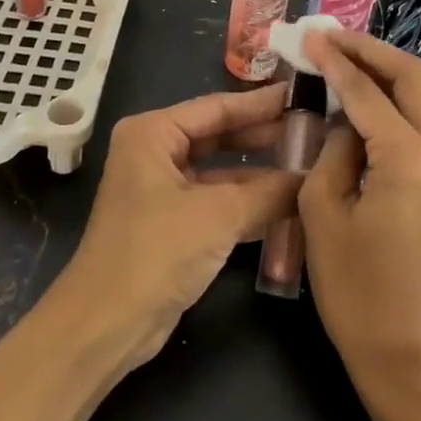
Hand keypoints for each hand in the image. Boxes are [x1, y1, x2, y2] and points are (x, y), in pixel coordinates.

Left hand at [59, 83, 300, 369]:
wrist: (106, 326)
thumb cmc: (156, 252)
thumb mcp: (218, 215)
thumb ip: (270, 192)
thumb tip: (315, 177)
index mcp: (153, 133)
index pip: (217, 107)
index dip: (261, 103)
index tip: (301, 95)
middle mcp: (154, 152)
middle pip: (219, 135)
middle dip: (263, 136)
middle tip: (312, 130)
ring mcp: (162, 189)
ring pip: (220, 171)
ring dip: (260, 172)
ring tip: (308, 164)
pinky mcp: (172, 224)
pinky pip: (217, 201)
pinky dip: (248, 203)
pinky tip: (287, 203)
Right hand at [299, 32, 420, 420]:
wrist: (411, 356)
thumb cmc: (357, 290)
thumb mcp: (323, 211)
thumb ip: (333, 149)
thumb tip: (345, 119)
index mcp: (410, 158)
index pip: (367, 90)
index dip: (335, 60)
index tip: (309, 37)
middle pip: (412, 76)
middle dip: (370, 50)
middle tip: (331, 38)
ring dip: (386, 72)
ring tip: (344, 59)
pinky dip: (397, 101)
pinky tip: (366, 100)